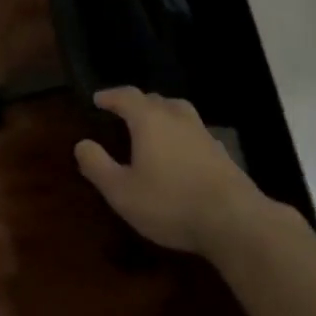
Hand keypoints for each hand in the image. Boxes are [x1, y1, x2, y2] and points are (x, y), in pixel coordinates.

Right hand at [74, 87, 270, 253]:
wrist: (233, 220)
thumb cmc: (170, 202)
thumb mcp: (122, 191)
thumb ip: (98, 165)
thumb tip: (81, 144)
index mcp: (149, 119)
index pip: (126, 96)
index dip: (110, 96)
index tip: (97, 99)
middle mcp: (176, 116)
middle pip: (153, 99)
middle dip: (135, 103)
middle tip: (122, 113)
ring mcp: (202, 132)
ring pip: (177, 111)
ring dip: (161, 114)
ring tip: (151, 127)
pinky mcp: (220, 151)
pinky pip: (193, 131)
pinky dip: (180, 133)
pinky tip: (180, 151)